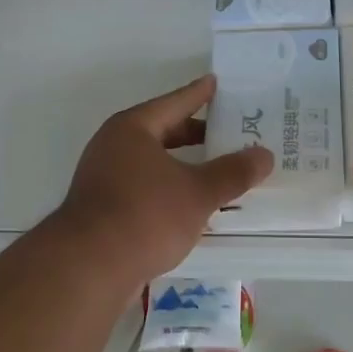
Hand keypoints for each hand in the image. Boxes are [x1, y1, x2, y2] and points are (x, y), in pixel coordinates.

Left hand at [53, 75, 272, 287]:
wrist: (87, 268)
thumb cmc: (145, 216)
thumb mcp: (198, 192)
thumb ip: (233, 172)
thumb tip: (265, 155)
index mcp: (133, 129)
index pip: (174, 103)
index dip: (199, 94)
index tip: (217, 82)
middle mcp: (113, 146)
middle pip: (162, 132)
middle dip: (195, 134)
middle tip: (230, 133)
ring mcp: (103, 178)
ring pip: (153, 163)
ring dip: (184, 166)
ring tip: (217, 170)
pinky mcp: (102, 209)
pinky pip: (144, 188)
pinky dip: (169, 189)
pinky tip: (191, 205)